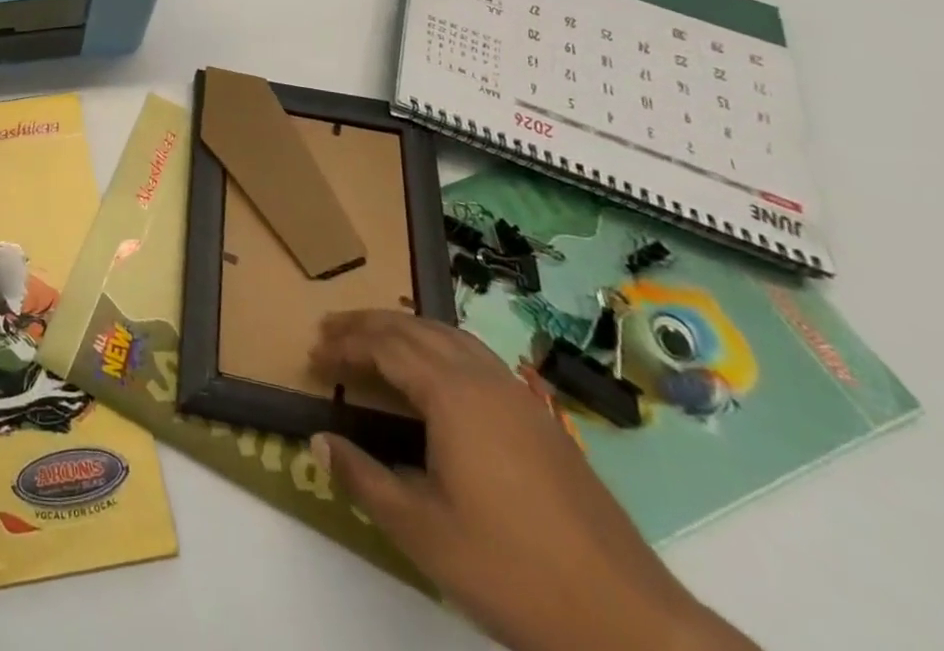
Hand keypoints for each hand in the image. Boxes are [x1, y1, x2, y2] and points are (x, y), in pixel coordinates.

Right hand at [310, 312, 754, 650]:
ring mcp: (519, 398)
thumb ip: (363, 479)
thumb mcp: (422, 532)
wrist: (632, 627)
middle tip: (329, 331)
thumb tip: (318, 440)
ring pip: (450, 336)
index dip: (344, 346)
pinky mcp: (542, 421)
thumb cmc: (513, 572)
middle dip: (367, 325)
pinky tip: (434, 374)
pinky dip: (438, 346)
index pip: (384, 346)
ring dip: (404, 329)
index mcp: (453, 395)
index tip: (313, 356)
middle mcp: (484, 380)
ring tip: (373, 340)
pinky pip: (475, 356)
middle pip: (414, 328)